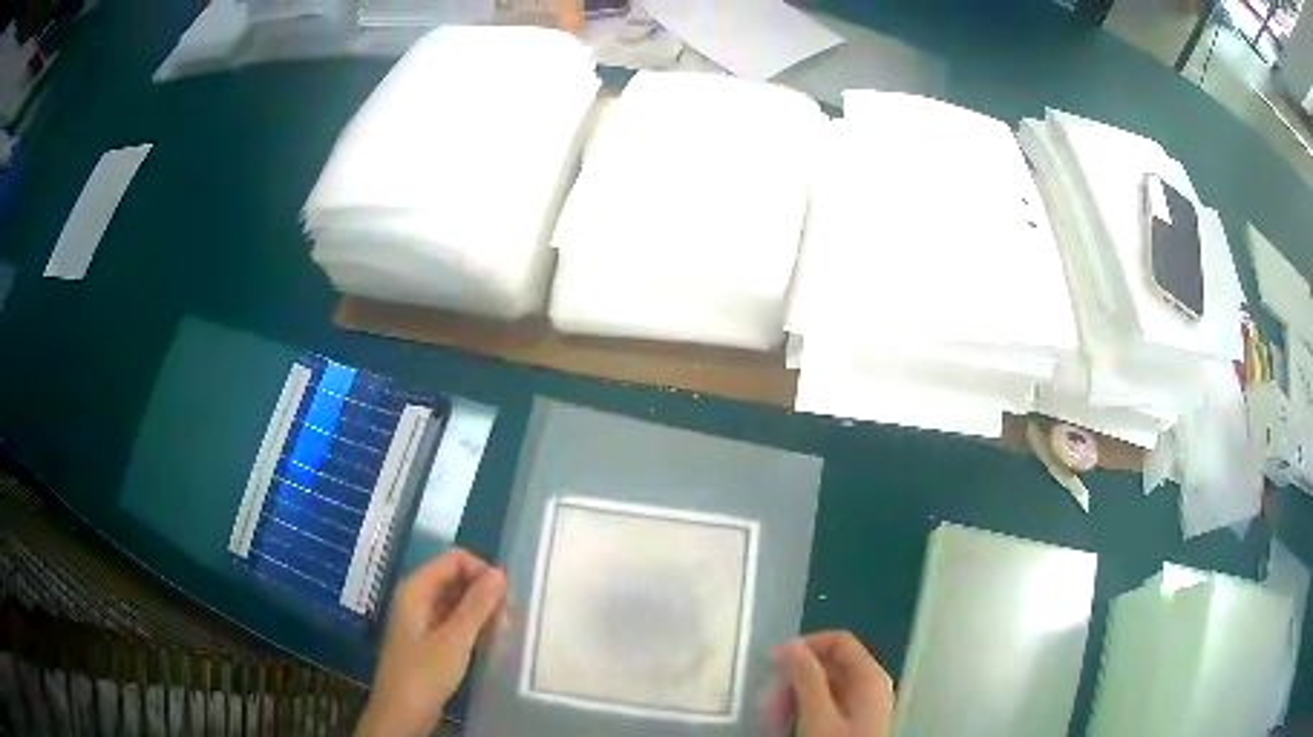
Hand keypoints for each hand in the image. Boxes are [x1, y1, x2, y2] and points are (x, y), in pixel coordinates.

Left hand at [357, 549, 506, 736]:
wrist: (402, 712)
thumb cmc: (424, 674)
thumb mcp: (454, 640)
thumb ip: (476, 606)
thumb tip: (500, 573)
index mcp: (416, 588)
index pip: (455, 559)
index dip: (482, 571)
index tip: (507, 597)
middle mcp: (417, 596)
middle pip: (455, 577)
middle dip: (484, 592)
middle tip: (508, 618)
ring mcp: (422, 617)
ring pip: (457, 599)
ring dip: (481, 610)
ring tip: (503, 631)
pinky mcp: (429, 637)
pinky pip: (454, 619)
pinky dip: (472, 625)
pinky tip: (489, 641)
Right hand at [773, 631, 894, 736]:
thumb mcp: (817, 715)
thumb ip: (806, 677)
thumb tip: (790, 644)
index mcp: (869, 676)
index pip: (839, 642)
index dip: (805, 646)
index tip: (772, 663)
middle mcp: (869, 685)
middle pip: (827, 666)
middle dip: (792, 681)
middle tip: (766, 703)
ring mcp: (861, 705)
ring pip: (822, 687)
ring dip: (792, 699)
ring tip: (771, 721)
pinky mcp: (851, 723)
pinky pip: (824, 706)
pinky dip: (801, 712)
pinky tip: (784, 727)